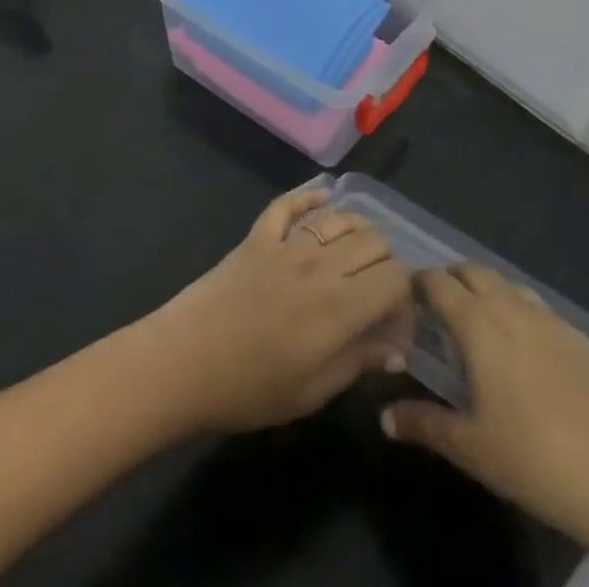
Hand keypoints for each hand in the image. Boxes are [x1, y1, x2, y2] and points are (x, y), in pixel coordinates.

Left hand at [145, 189, 412, 432]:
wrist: (183, 360)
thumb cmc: (248, 388)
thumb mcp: (311, 392)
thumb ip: (358, 362)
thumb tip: (397, 347)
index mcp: (339, 306)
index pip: (395, 278)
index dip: (405, 298)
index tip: (395, 322)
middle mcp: (319, 263)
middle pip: (375, 241)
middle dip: (387, 264)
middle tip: (376, 294)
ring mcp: (286, 242)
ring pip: (340, 217)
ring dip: (358, 232)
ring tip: (356, 258)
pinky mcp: (258, 234)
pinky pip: (289, 203)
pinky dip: (309, 197)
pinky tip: (323, 199)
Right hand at [381, 265, 588, 556]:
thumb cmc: (532, 458)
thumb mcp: (470, 448)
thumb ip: (423, 424)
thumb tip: (385, 417)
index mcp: (477, 323)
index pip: (438, 282)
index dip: (418, 284)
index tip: (406, 300)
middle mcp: (510, 306)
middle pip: (472, 270)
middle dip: (451, 279)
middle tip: (438, 308)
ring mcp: (548, 318)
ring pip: (506, 283)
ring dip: (485, 290)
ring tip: (478, 323)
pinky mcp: (577, 336)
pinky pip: (536, 306)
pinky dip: (517, 310)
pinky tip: (522, 346)